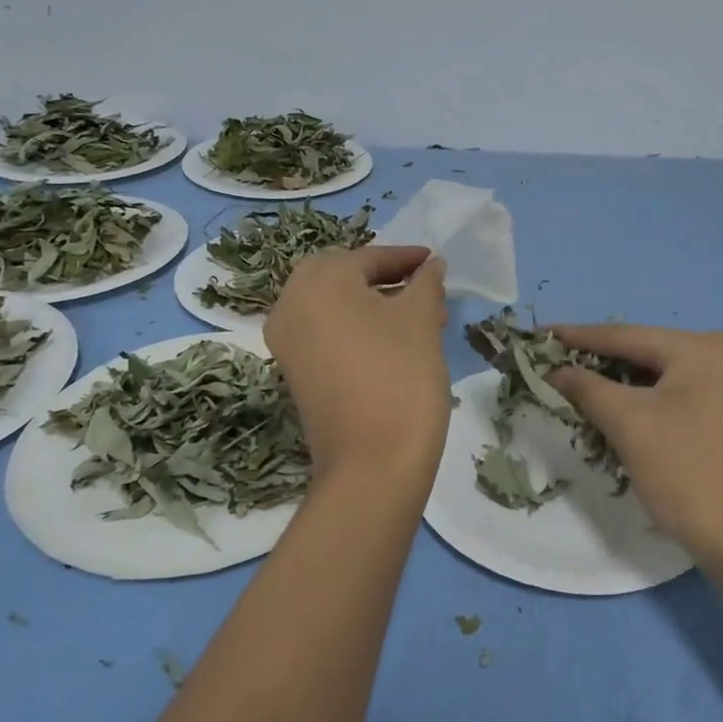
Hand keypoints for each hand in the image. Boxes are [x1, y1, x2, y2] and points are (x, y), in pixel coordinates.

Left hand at [266, 246, 450, 488]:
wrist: (372, 463)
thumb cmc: (400, 375)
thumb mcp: (421, 319)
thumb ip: (426, 283)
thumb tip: (431, 266)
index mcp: (318, 281)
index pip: (368, 258)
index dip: (406, 259)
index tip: (434, 261)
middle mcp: (290, 304)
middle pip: (346, 279)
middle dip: (388, 281)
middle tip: (425, 288)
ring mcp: (288, 342)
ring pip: (337, 308)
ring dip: (375, 306)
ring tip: (422, 318)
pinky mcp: (295, 373)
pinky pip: (328, 334)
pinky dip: (358, 329)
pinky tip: (395, 343)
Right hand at [550, 325, 722, 572]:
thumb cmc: (689, 475)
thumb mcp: (629, 425)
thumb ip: (587, 388)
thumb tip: (556, 371)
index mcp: (709, 347)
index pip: (629, 336)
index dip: (580, 336)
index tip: (541, 334)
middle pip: (653, 353)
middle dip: (604, 364)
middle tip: (558, 365)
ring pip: (670, 377)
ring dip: (628, 385)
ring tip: (583, 388)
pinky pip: (689, 395)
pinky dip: (655, 402)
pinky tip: (626, 411)